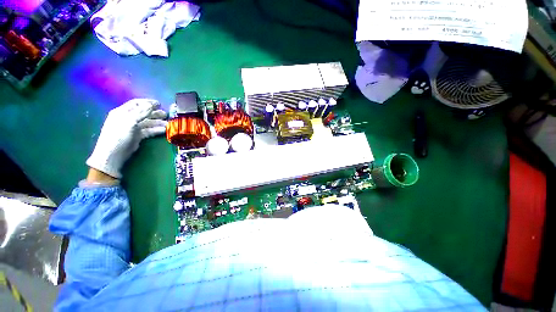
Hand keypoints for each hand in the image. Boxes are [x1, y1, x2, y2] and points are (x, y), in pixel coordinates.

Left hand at [86, 99, 166, 178]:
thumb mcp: (129, 121)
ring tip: (168, 124)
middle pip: (144, 113)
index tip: (159, 104)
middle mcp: (128, 118)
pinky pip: (149, 131)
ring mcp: (133, 127)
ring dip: (158, 122)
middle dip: (155, 113)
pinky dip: (156, 130)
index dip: (148, 102)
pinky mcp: (137, 136)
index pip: (136, 104)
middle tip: (166, 114)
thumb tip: (152, 105)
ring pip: (148, 122)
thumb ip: (141, 112)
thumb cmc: (119, 135)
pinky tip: (164, 130)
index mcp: (122, 112)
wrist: (113, 154)